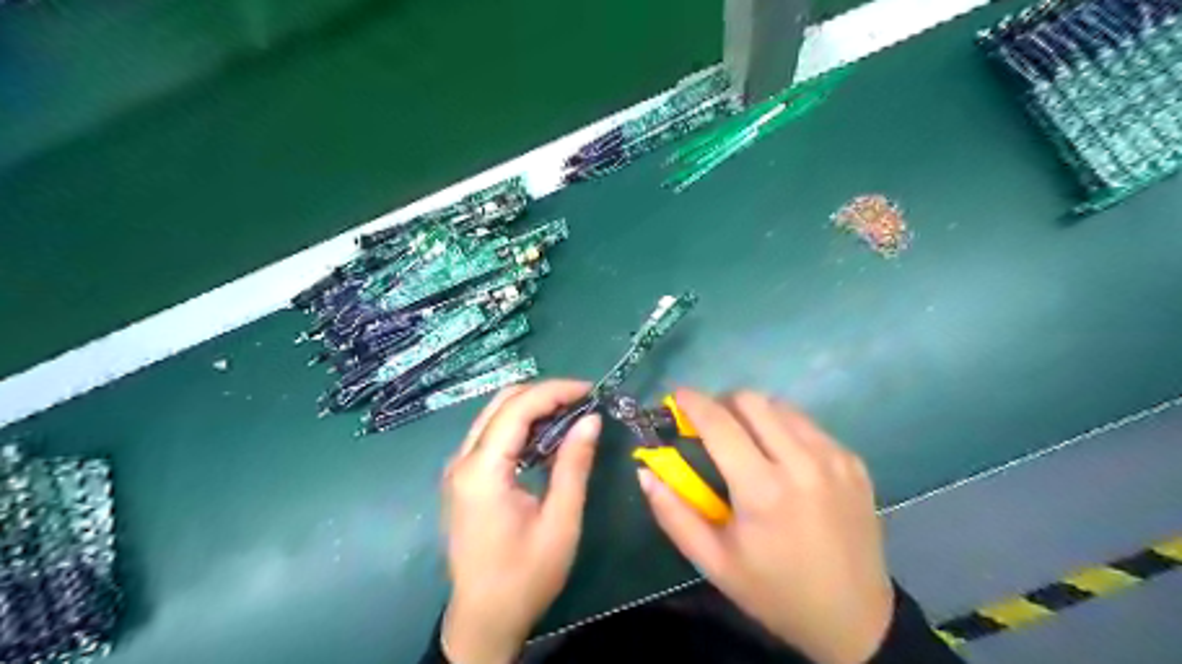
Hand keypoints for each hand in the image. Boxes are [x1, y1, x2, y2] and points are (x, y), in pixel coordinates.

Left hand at [439, 379, 600, 663]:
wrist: (483, 619)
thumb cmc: (525, 576)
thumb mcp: (560, 522)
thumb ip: (573, 465)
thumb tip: (591, 419)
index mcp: (482, 471)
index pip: (517, 408)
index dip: (555, 391)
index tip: (590, 391)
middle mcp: (462, 460)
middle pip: (501, 403)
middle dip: (544, 393)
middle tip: (582, 402)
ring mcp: (458, 468)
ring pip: (495, 415)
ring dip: (532, 407)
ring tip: (571, 415)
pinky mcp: (463, 478)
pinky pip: (491, 434)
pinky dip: (521, 426)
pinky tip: (547, 437)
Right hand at [642, 389, 890, 663]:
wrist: (854, 618)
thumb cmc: (774, 591)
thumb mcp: (713, 562)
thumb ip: (673, 513)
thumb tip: (645, 472)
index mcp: (763, 490)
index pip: (719, 423)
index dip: (692, 402)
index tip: (676, 395)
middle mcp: (802, 463)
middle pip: (752, 400)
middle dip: (723, 402)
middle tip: (711, 425)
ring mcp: (834, 458)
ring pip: (782, 407)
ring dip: (754, 413)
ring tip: (745, 441)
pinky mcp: (853, 462)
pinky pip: (808, 426)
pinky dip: (784, 429)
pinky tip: (781, 459)